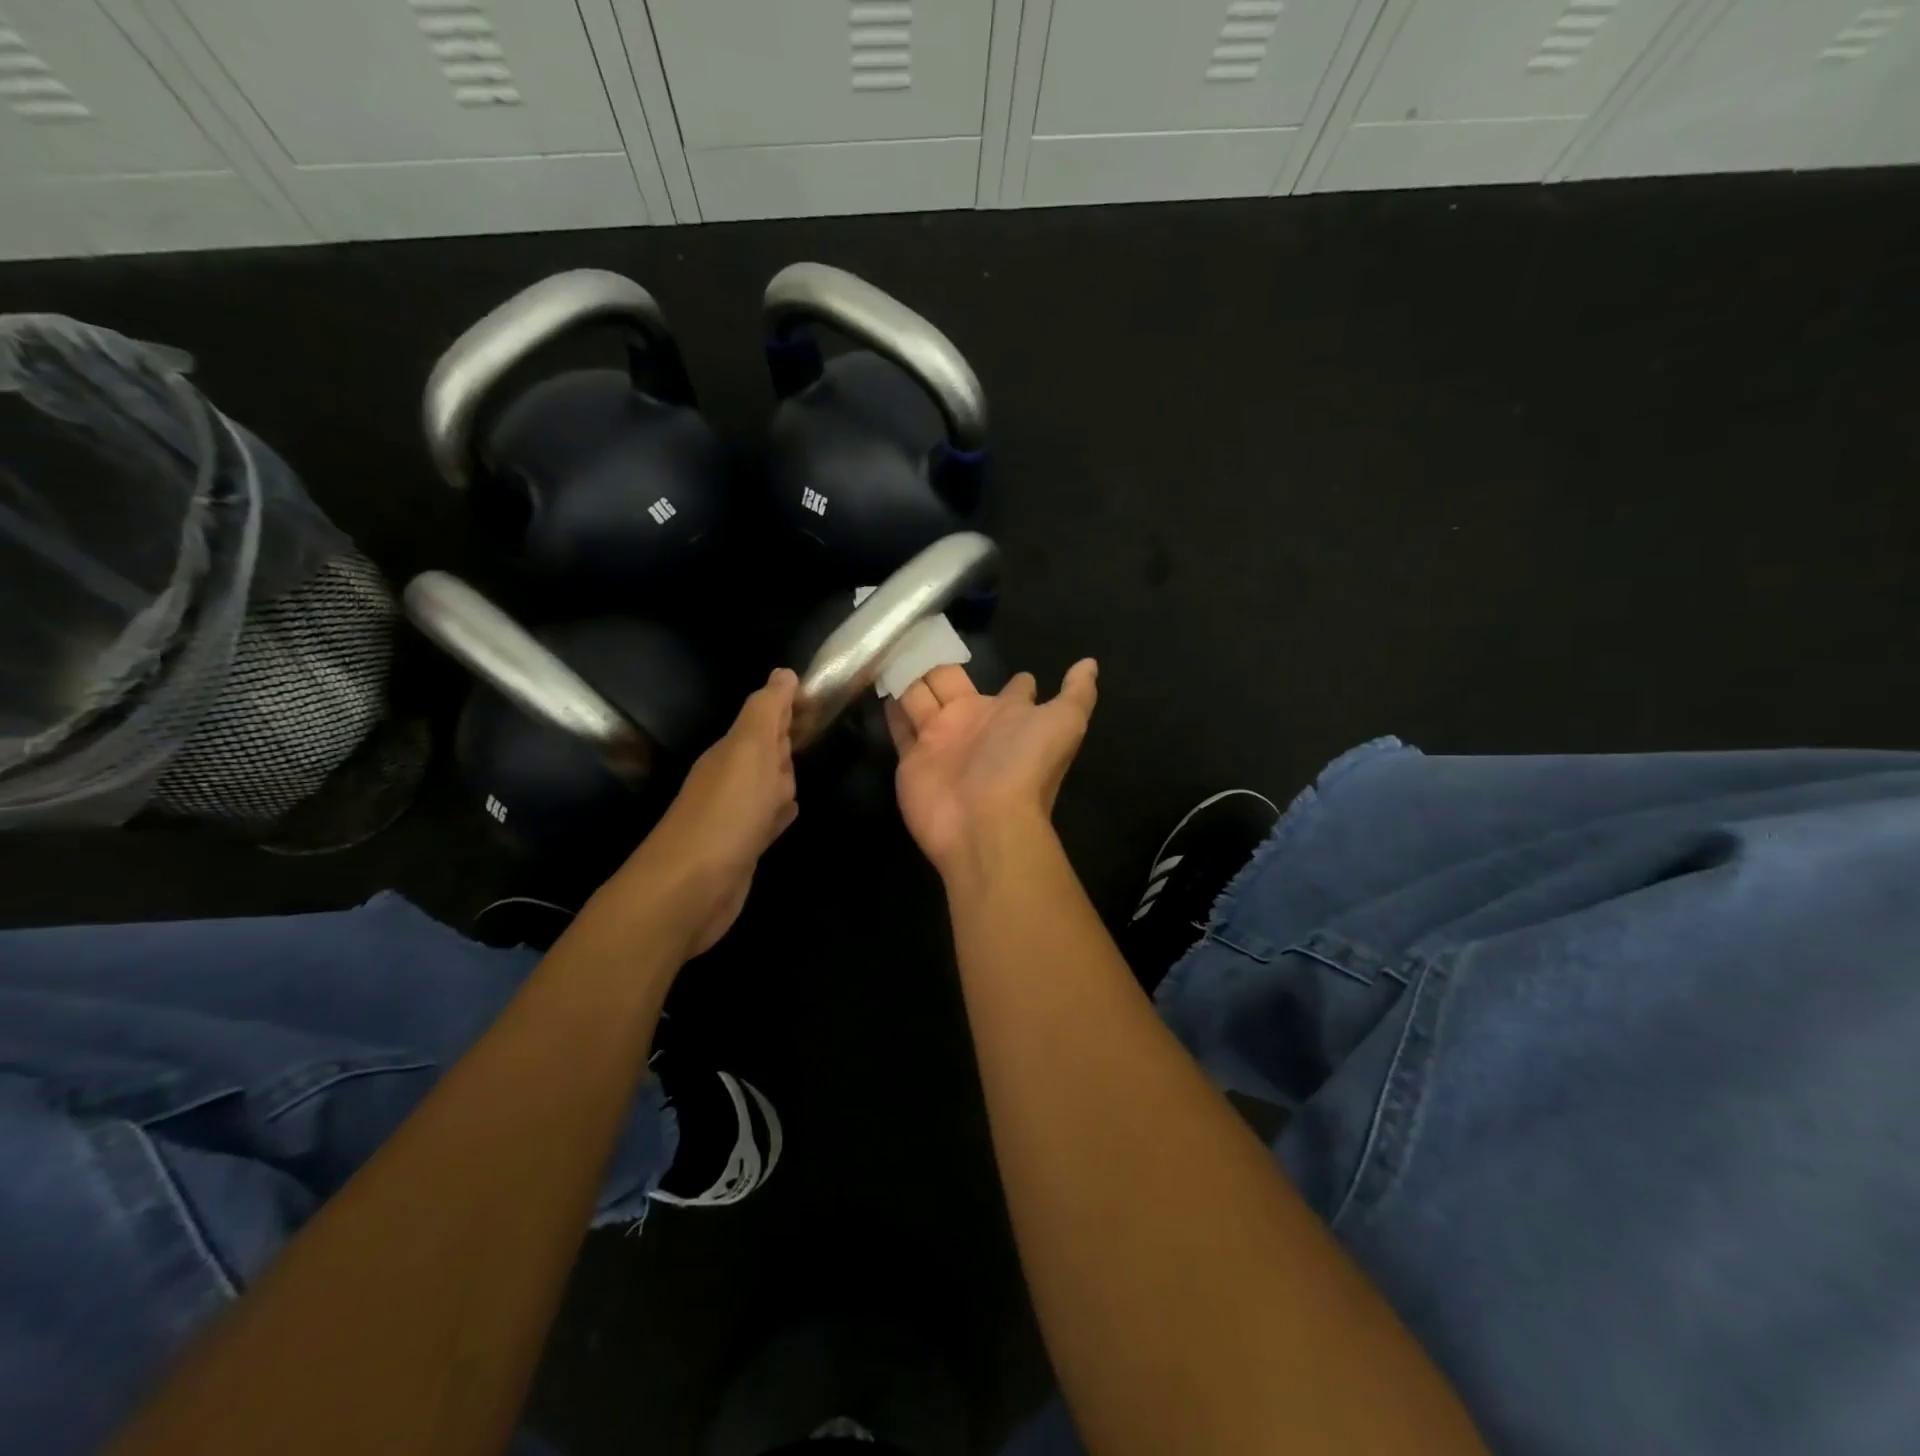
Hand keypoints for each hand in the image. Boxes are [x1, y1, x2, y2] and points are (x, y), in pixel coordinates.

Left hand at [591, 669, 799, 956]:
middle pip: (767, 750)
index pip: (764, 717)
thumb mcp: (750, 751)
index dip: (787, 705)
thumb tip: (783, 672)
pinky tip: (790, 814)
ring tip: (806, 767)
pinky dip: (780, 813)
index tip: (816, 696)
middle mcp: (731, 778)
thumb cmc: (727, 813)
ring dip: (785, 776)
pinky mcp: (743, 847)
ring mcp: (736, 815)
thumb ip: (766, 712)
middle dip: (788, 739)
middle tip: (814, 728)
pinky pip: (768, 820)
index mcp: (733, 750)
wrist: (691, 889)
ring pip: (769, 785)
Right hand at [886, 660, 1098, 881]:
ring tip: (886, 641)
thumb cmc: (1025, 765)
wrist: (985, 822)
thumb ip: (1077, 692)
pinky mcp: (912, 756)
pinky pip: (898, 724)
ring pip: (919, 696)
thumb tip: (1089, 662)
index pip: (1013, 690)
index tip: (1007, 662)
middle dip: (936, 659)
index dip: (1014, 680)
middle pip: (950, 681)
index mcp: (1010, 714)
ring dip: (907, 674)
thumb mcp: (1065, 722)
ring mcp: (939, 739)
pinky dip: (888, 704)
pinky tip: (874, 675)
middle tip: (915, 627)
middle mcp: (974, 722)